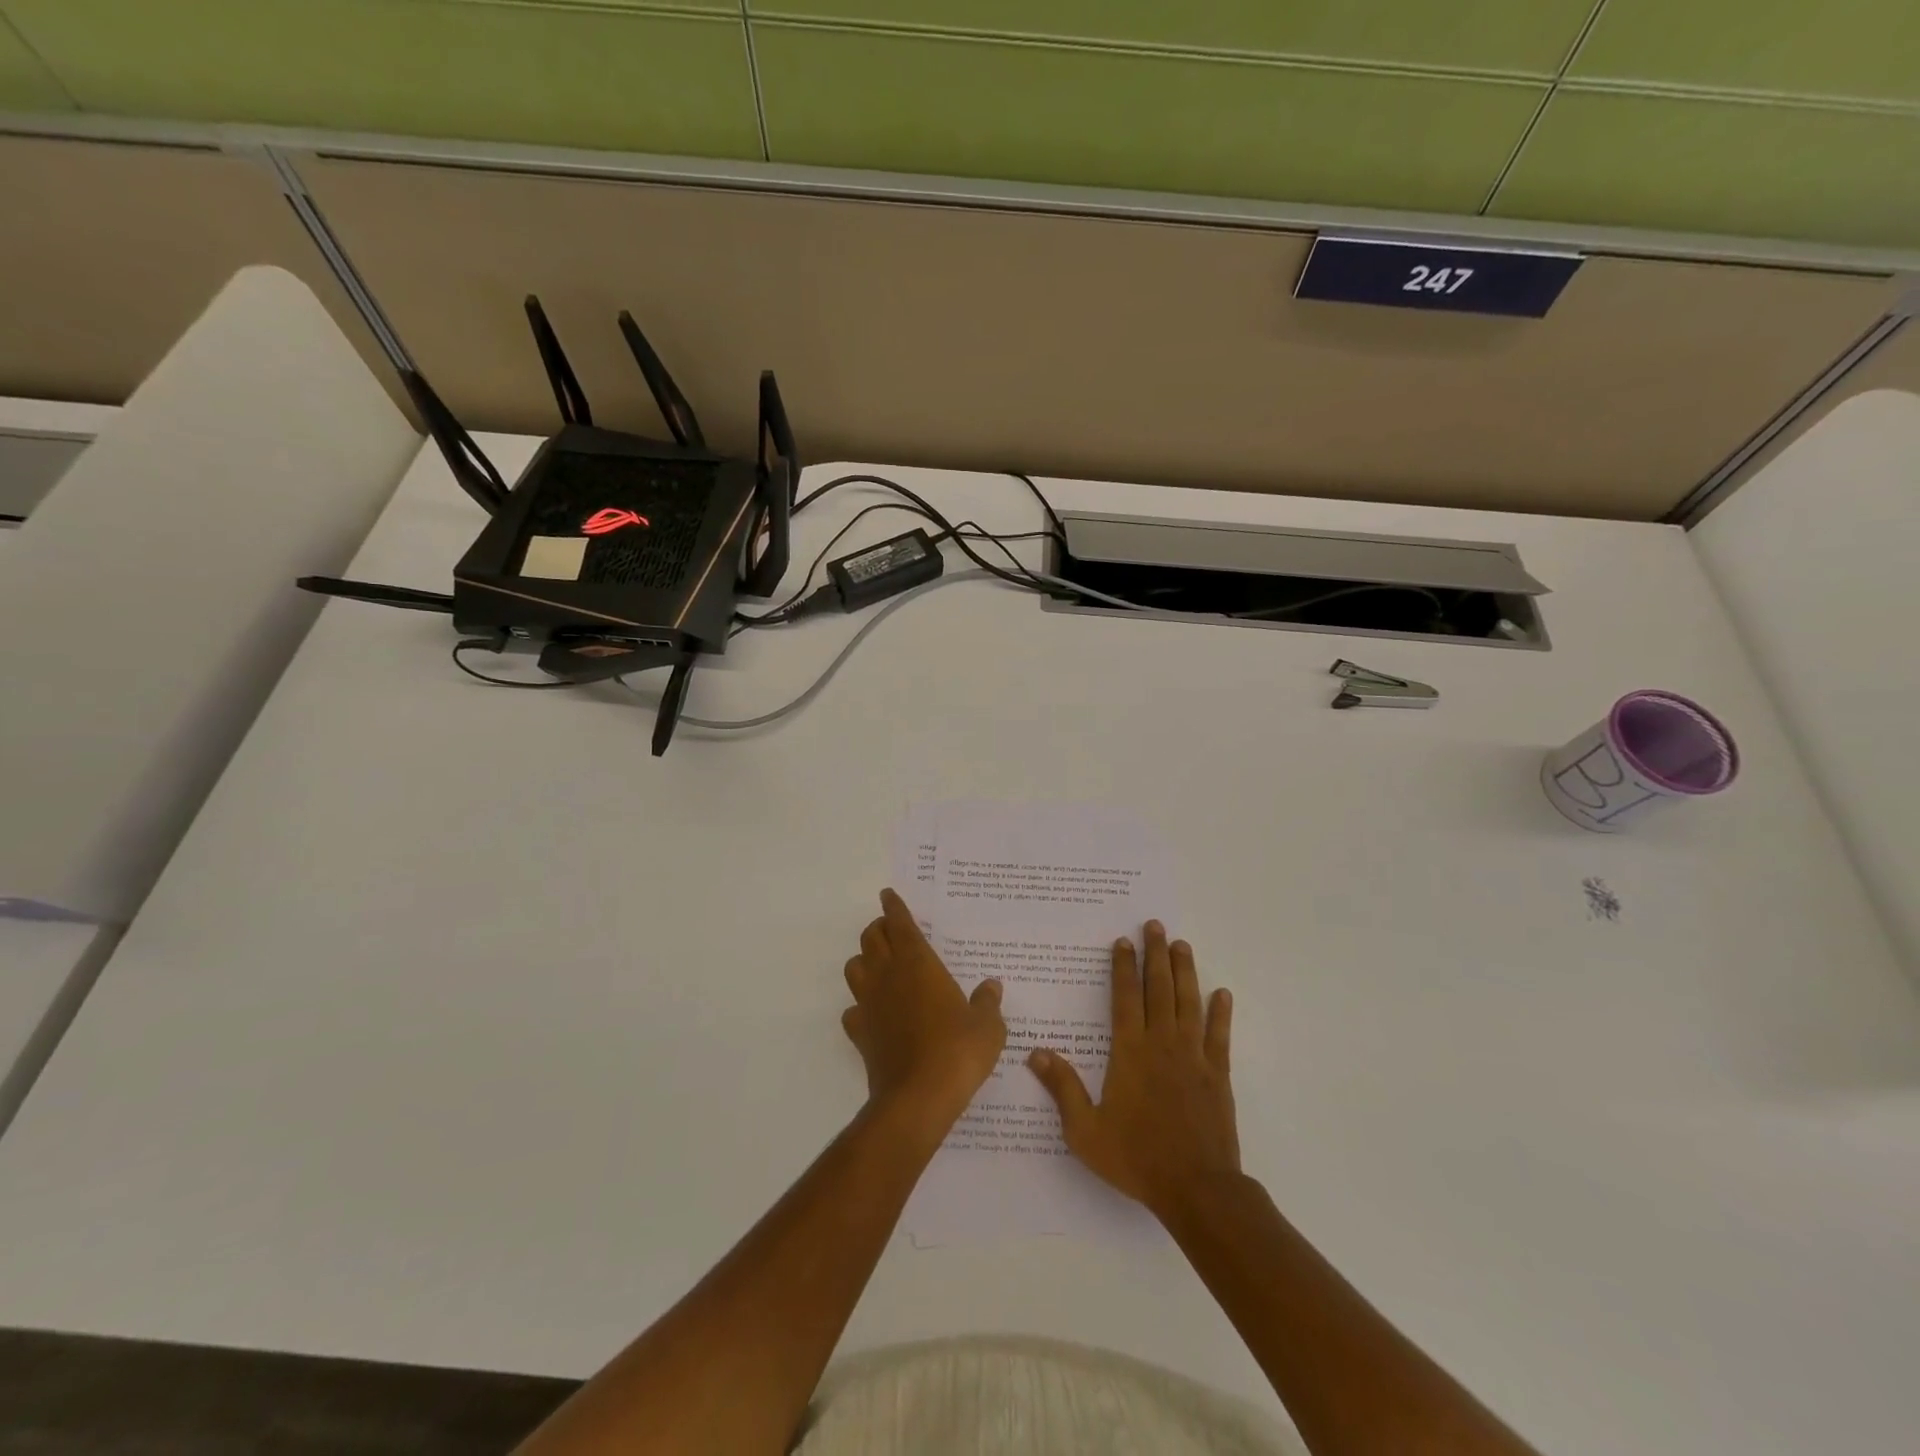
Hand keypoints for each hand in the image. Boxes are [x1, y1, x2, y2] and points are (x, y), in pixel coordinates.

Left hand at [842, 889, 1006, 1127]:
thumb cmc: (958, 1051)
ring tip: (880, 965)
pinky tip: (873, 1013)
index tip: (888, 895)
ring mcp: (870, 1004)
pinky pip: (853, 1010)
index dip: (893, 907)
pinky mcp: (860, 1033)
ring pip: (854, 967)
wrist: (918, 1098)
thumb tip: (991, 986)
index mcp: (918, 964)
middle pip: (871, 938)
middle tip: (891, 929)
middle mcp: (888, 976)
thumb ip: (987, 1002)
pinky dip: (860, 1005)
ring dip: (864, 960)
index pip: (900, 924)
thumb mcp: (988, 1026)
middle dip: (878, 928)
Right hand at [1027, 920, 1238, 1222]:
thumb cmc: (1136, 1158)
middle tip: (1156, 926)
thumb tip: (1035, 1053)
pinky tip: (1222, 993)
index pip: (1125, 998)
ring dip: (1185, 972)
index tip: (1123, 941)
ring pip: (1189, 1003)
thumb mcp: (1085, 1130)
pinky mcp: (1218, 1075)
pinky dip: (1221, 1013)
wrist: (1196, 1189)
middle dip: (1156, 955)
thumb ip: (1063, 1088)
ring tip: (1182, 945)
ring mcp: (1193, 1057)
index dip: (1123, 967)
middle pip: (1159, 989)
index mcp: (1130, 1052)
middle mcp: (1162, 1044)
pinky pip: (1219, 1036)